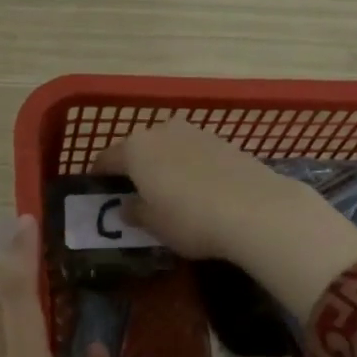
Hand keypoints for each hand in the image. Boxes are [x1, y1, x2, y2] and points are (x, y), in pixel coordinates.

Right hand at [92, 118, 356, 316]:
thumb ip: (135, 212)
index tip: (99, 191)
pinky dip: (190, 167)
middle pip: (139, 148)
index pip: (106, 159)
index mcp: (135, 149)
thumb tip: (127, 206)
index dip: (100, 176)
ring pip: (168, 148)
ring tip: (169, 192)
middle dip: (134, 168)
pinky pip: (194, 153)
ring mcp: (196, 133)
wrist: (257, 210)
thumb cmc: (191, 219)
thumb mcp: (155, 225)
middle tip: (135, 193)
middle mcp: (162, 131)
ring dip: (164, 165)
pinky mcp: (224, 142)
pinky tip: (199, 190)